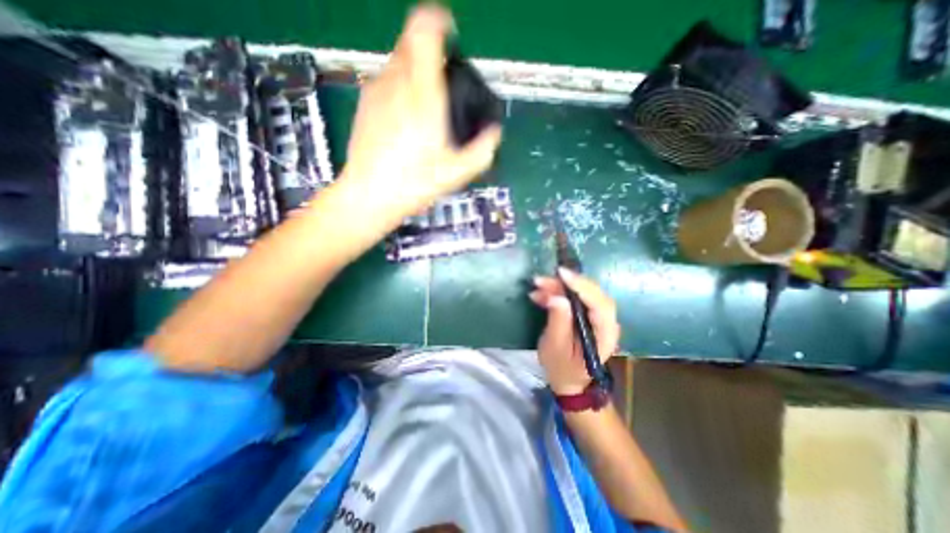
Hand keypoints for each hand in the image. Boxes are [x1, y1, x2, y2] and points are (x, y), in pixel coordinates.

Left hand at [341, 5, 504, 227]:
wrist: (369, 196)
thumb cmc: (413, 185)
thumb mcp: (457, 173)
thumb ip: (482, 150)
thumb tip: (494, 133)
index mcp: (422, 95)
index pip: (424, 31)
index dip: (439, 22)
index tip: (450, 35)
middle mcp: (396, 84)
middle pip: (411, 42)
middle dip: (430, 53)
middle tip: (443, 86)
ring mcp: (376, 92)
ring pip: (397, 62)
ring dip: (415, 72)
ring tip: (426, 109)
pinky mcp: (364, 104)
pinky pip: (386, 81)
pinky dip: (400, 88)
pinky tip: (406, 120)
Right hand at [528, 268, 625, 392]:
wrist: (568, 380)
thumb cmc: (562, 368)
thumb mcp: (555, 348)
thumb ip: (558, 323)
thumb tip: (557, 297)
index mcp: (605, 334)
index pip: (600, 304)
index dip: (582, 286)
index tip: (561, 274)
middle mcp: (606, 321)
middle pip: (591, 294)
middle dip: (566, 284)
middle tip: (541, 280)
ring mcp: (596, 317)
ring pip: (581, 293)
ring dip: (558, 286)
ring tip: (537, 286)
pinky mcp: (585, 314)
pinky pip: (573, 297)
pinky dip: (557, 292)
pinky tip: (539, 294)